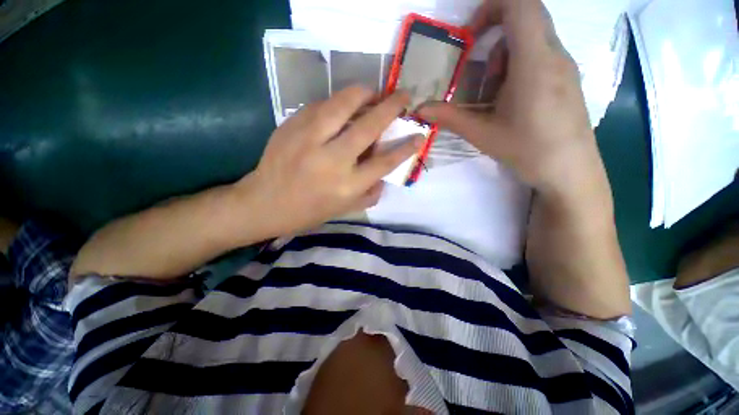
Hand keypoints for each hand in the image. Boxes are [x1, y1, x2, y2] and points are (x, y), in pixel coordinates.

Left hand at [239, 86, 421, 236]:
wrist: (265, 202)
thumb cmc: (308, 211)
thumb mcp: (344, 210)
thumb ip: (369, 194)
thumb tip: (383, 176)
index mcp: (346, 186)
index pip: (384, 162)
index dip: (405, 147)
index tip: (419, 135)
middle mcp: (332, 161)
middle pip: (369, 126)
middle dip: (391, 107)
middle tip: (404, 95)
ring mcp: (309, 140)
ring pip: (343, 104)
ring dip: (364, 93)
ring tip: (373, 93)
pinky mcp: (292, 126)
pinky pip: (321, 105)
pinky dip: (337, 102)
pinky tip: (342, 106)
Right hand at [419, 0, 602, 197]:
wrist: (570, 171)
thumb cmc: (527, 149)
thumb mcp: (482, 133)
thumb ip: (449, 117)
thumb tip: (420, 110)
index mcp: (534, 61)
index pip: (521, 3)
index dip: (492, 7)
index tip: (471, 34)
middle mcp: (554, 53)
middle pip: (525, 17)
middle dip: (494, 35)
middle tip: (477, 69)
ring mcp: (564, 65)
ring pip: (532, 38)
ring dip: (505, 56)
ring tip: (492, 94)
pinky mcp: (566, 78)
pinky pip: (541, 55)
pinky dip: (518, 67)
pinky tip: (510, 100)